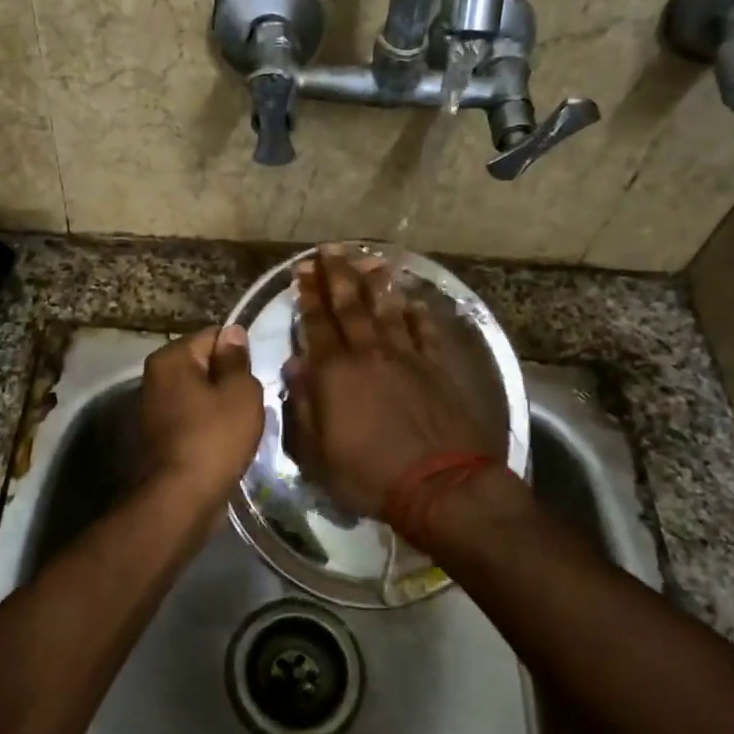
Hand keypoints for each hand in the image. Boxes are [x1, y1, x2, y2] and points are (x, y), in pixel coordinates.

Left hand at [137, 326, 264, 509]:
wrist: (181, 500)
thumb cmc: (214, 438)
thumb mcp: (240, 392)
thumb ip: (237, 359)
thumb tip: (233, 333)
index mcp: (170, 358)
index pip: (214, 336)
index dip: (240, 353)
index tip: (258, 375)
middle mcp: (155, 377)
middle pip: (205, 365)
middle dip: (230, 380)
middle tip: (254, 401)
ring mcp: (153, 408)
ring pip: (200, 394)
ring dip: (221, 405)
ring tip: (243, 424)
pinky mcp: (159, 437)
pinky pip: (193, 419)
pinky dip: (209, 426)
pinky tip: (226, 442)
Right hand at [282, 247, 501, 530]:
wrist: (439, 484)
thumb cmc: (368, 474)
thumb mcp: (316, 452)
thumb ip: (302, 406)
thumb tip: (294, 366)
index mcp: (335, 373)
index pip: (316, 325)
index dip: (307, 296)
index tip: (302, 271)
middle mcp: (369, 354)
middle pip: (350, 306)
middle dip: (336, 276)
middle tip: (329, 249)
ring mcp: (406, 358)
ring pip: (387, 311)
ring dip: (376, 284)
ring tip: (370, 260)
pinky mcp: (436, 368)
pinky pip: (424, 332)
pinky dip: (417, 314)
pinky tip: (413, 300)